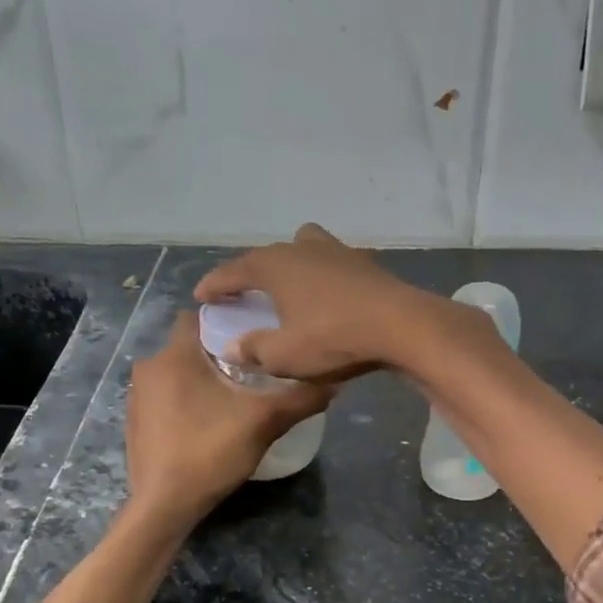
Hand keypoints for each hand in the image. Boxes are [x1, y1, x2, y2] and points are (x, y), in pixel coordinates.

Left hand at [125, 313, 330, 523]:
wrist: (164, 505)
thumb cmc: (209, 452)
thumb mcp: (264, 423)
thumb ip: (300, 399)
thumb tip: (335, 382)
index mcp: (175, 356)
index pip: (197, 316)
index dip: (226, 320)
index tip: (253, 335)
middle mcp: (149, 367)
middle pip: (189, 345)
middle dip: (218, 353)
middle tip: (253, 369)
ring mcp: (138, 395)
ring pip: (177, 372)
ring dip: (201, 378)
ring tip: (234, 396)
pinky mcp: (135, 420)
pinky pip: (165, 396)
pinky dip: (185, 399)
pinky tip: (208, 421)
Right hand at [193, 223, 449, 381]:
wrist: (401, 325)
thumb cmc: (332, 338)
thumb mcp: (284, 355)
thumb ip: (254, 350)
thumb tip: (231, 348)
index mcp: (275, 265)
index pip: (235, 271)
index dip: (215, 284)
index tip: (201, 295)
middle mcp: (302, 249)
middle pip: (269, 255)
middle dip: (253, 272)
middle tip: (243, 291)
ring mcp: (337, 252)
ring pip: (304, 248)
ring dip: (291, 264)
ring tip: (288, 286)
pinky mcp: (365, 264)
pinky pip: (331, 264)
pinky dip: (321, 275)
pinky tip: (327, 295)